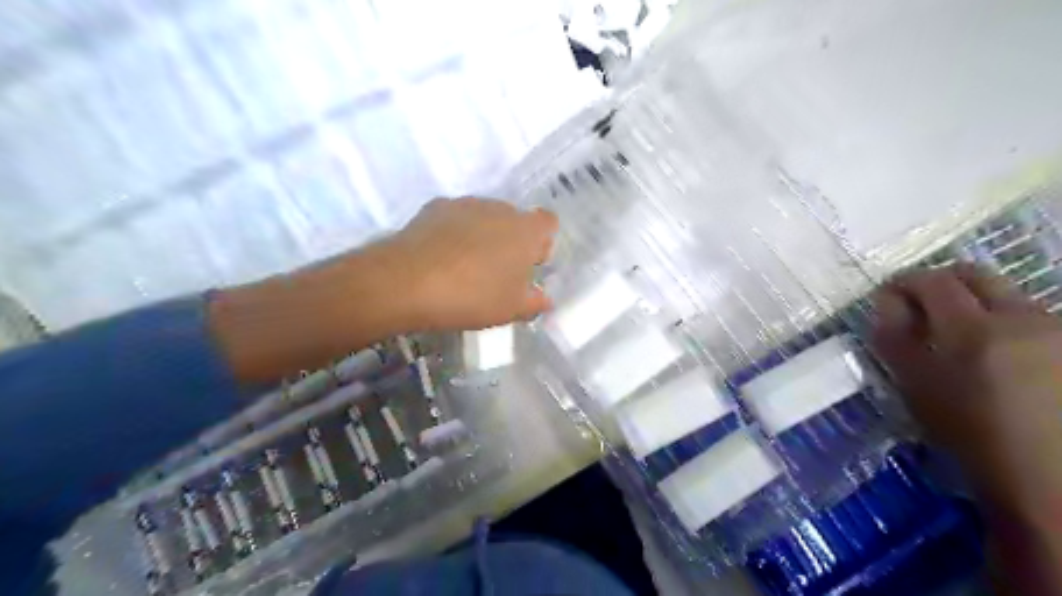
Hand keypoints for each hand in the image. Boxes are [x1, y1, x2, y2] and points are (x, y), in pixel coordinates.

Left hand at [387, 198, 558, 332]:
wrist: (408, 282)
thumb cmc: (473, 296)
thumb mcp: (512, 310)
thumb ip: (535, 303)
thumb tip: (544, 299)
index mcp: (526, 231)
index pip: (548, 223)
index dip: (542, 243)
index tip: (529, 265)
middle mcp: (500, 208)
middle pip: (515, 220)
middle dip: (511, 241)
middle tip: (497, 273)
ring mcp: (465, 204)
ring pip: (484, 218)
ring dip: (483, 236)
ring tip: (465, 267)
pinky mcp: (434, 207)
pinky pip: (455, 219)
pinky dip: (454, 233)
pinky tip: (441, 258)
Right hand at [871, 266, 1061, 594]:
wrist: (1044, 473)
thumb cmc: (966, 430)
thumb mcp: (914, 385)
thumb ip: (894, 336)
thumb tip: (885, 302)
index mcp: (971, 329)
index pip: (931, 281)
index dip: (903, 282)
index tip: (887, 295)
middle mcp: (1021, 317)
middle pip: (975, 274)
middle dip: (941, 281)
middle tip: (920, 303)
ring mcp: (1054, 329)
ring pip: (1004, 294)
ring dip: (974, 302)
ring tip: (959, 334)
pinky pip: (1029, 314)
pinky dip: (1003, 320)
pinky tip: (998, 351)